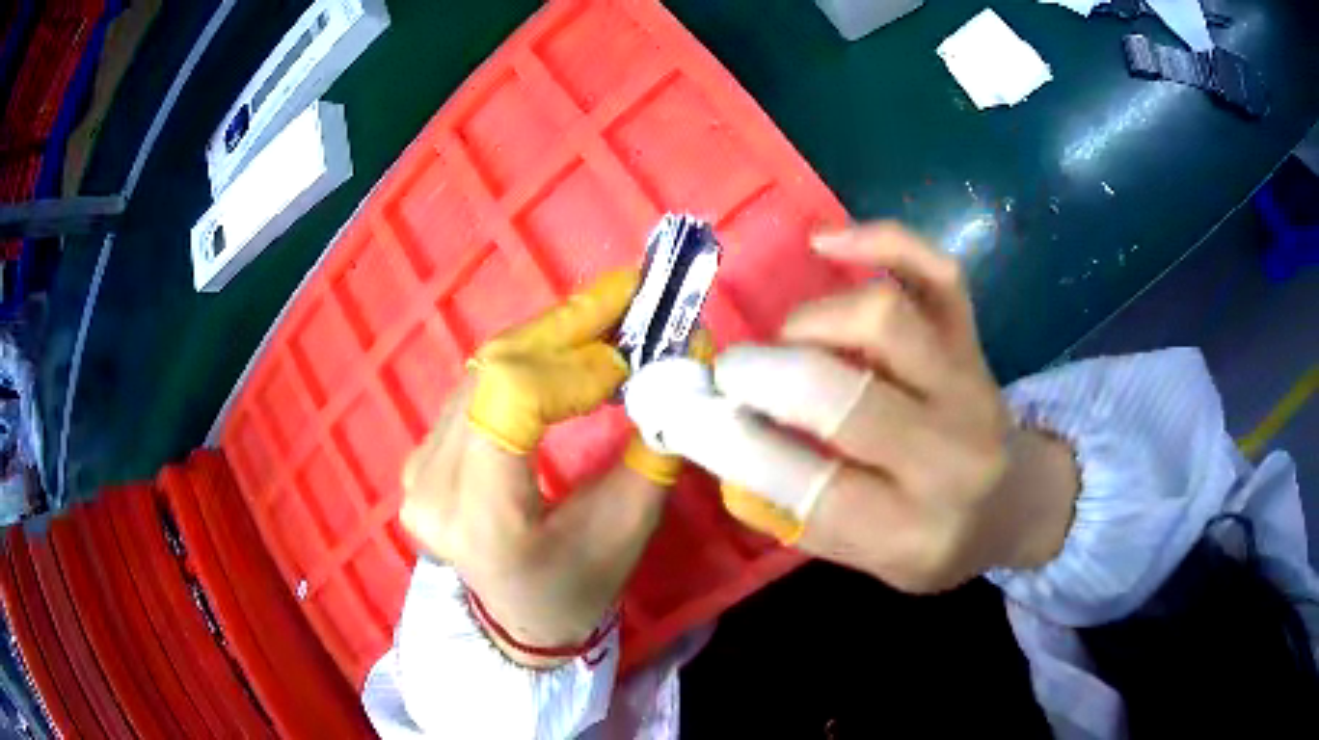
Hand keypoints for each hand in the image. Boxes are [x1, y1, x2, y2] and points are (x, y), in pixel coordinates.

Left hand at [399, 272, 679, 666]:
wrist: (519, 617)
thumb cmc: (578, 587)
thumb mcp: (628, 528)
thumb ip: (654, 446)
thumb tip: (684, 360)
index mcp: (482, 520)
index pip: (509, 401)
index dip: (572, 365)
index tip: (632, 356)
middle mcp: (432, 485)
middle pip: (494, 371)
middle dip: (568, 326)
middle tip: (630, 294)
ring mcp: (418, 465)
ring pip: (485, 368)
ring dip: (551, 336)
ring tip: (610, 317)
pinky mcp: (422, 451)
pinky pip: (477, 385)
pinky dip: (528, 358)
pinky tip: (568, 348)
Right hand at [631, 223, 1078, 591]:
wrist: (1014, 503)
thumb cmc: (934, 539)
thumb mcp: (871, 559)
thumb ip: (799, 514)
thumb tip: (720, 446)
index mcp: (913, 533)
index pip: (815, 490)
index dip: (741, 449)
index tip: (693, 418)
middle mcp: (949, 457)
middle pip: (847, 399)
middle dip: (767, 377)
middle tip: (731, 374)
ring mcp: (967, 386)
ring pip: (886, 321)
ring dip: (813, 323)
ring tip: (789, 340)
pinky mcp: (973, 340)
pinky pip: (935, 272)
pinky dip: (880, 242)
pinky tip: (826, 243)